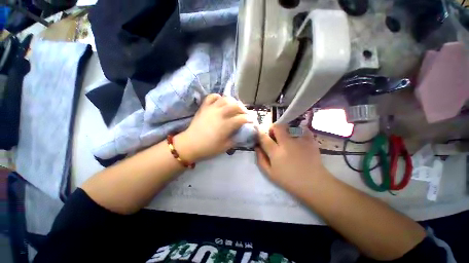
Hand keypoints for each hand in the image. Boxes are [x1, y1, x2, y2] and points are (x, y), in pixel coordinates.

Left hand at [175, 94, 250, 162]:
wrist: (190, 145)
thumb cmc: (209, 148)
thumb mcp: (226, 147)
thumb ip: (236, 138)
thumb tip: (243, 132)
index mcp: (226, 125)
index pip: (242, 118)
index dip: (249, 119)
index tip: (252, 121)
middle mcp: (220, 114)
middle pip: (236, 105)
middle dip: (243, 109)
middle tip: (244, 114)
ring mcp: (212, 108)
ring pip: (226, 99)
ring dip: (233, 102)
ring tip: (235, 107)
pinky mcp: (204, 107)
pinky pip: (212, 97)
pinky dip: (218, 97)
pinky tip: (221, 102)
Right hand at [255, 124, 329, 192]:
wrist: (313, 183)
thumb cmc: (289, 180)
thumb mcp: (270, 173)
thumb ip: (261, 159)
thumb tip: (257, 147)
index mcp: (276, 152)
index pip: (264, 138)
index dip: (260, 133)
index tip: (259, 132)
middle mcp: (287, 144)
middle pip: (277, 127)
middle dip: (273, 128)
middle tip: (274, 134)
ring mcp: (299, 141)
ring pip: (290, 127)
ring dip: (285, 130)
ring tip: (288, 138)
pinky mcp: (310, 141)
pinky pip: (303, 130)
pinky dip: (299, 132)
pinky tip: (299, 139)